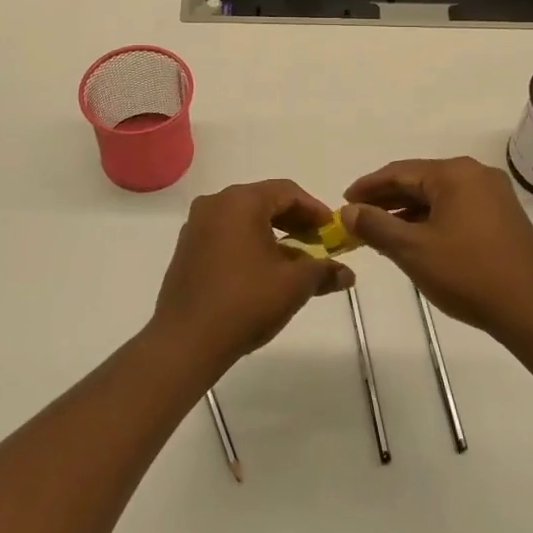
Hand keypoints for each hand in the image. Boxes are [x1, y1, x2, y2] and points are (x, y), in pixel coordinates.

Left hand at [151, 179, 355, 376]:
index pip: (287, 191)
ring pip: (244, 218)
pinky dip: (249, 243)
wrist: (186, 340)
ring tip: (294, 260)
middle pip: (264, 201)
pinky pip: (226, 234)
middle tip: (318, 243)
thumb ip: (323, 271)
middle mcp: (215, 203)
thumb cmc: (245, 302)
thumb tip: (347, 273)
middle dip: (294, 221)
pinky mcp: (187, 248)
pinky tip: (263, 270)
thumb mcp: (293, 285)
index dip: (314, 209)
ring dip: (272, 233)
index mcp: (241, 201)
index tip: (332, 230)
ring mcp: (196, 225)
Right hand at [342, 157, 532, 345]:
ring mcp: (494, 195)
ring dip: (408, 213)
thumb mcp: (412, 250)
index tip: (343, 202)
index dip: (368, 187)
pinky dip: (431, 221)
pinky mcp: (503, 217)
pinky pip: (457, 209)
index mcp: (454, 173)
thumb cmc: (468, 274)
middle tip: (357, 219)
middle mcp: (476, 174)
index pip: (399, 171)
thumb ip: (376, 226)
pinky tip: (416, 241)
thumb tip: (348, 211)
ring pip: (438, 197)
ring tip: (380, 233)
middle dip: (387, 200)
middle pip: (419, 181)